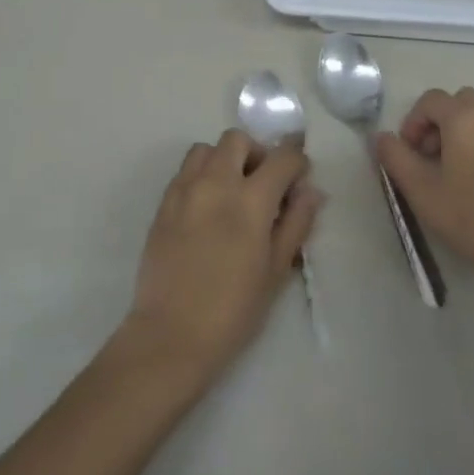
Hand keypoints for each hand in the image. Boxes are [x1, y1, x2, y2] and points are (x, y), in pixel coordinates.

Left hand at [121, 131, 322, 381]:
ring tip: (232, 191)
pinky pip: (185, 172)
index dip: (297, 161)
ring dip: (224, 159)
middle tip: (264, 183)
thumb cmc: (234, 309)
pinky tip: (207, 208)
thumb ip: (296, 223)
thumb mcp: (276, 269)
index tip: (299, 178)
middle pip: (238, 139)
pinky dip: (201, 176)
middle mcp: (215, 183)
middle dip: (257, 153)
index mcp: (250, 200)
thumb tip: (311, 191)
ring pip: (206, 149)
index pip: (282, 157)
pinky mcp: (162, 204)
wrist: (172, 335)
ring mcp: (184, 190)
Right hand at [376, 88, 473, 290]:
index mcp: (465, 117)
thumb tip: (381, 137)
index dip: (414, 122)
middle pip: (463, 102)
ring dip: (472, 132)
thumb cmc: (471, 217)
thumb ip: (395, 158)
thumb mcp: (421, 191)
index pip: (431, 100)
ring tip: (466, 170)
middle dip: (444, 122)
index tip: (411, 153)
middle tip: (436, 158)